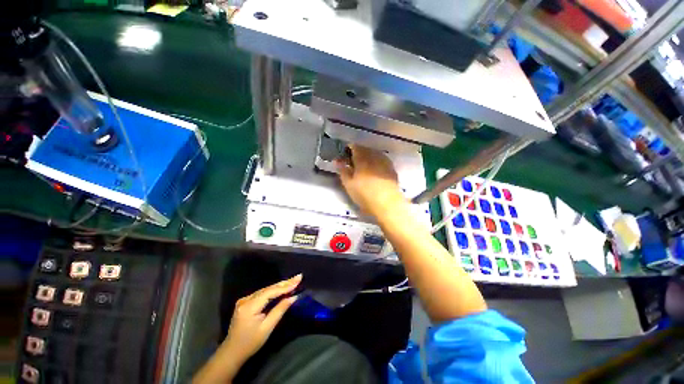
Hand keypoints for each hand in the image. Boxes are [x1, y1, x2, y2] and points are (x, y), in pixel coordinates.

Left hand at [223, 274, 301, 361]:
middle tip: (298, 277)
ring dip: (280, 286)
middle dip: (285, 283)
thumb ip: (280, 310)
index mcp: (250, 306)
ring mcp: (244, 300)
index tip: (298, 280)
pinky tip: (282, 288)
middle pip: (268, 288)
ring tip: (293, 281)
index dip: (285, 286)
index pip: (271, 292)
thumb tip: (293, 297)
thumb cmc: (250, 343)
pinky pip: (262, 293)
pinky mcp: (245, 302)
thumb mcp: (267, 328)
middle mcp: (246, 299)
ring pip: (266, 290)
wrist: (232, 352)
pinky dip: (273, 291)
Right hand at [336, 145, 405, 217]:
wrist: (387, 204)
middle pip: (364, 149)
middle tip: (353, 164)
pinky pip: (382, 160)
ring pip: (374, 154)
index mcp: (362, 157)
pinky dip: (376, 162)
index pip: (354, 146)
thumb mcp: (348, 184)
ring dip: (368, 157)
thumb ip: (342, 170)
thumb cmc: (364, 194)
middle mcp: (374, 155)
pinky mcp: (392, 168)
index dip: (348, 150)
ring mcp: (385, 161)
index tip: (345, 158)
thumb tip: (337, 160)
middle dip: (358, 154)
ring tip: (364, 168)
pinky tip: (375, 171)